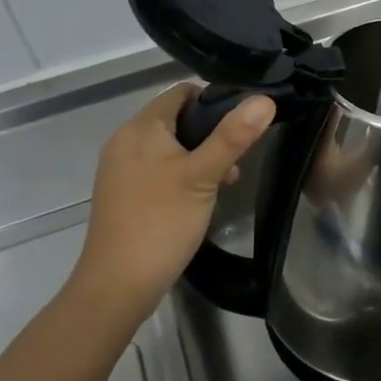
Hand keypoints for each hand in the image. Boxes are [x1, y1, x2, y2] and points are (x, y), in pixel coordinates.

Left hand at [73, 84, 274, 323]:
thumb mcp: (203, 176)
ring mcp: (121, 169)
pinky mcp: (123, 194)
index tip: (244, 121)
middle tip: (238, 158)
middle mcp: (126, 141)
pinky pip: (158, 169)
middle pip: (177, 118)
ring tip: (226, 181)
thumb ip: (233, 136)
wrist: (116, 288)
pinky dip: (182, 174)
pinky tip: (200, 198)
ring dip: (200, 156)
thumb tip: (264, 99)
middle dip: (211, 133)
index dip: (215, 99)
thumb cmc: (161, 222)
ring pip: (170, 146)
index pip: (182, 92)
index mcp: (141, 128)